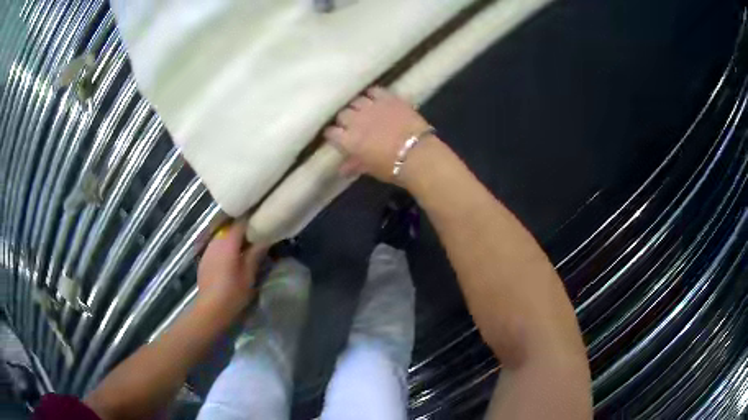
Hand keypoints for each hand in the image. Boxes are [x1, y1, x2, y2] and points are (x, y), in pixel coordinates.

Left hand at [197, 219, 267, 311]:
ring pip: (222, 236)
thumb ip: (256, 253)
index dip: (251, 218)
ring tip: (245, 245)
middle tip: (256, 233)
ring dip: (233, 238)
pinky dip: (225, 246)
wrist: (210, 308)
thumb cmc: (233, 293)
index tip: (262, 217)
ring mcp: (208, 249)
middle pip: (230, 228)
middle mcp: (216, 241)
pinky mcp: (204, 258)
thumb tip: (265, 237)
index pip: (240, 222)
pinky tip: (231, 257)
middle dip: (243, 228)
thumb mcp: (249, 274)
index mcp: (228, 242)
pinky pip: (216, 246)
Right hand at [324, 86, 432, 183]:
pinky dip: (372, 94)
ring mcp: (372, 106)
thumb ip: (354, 165)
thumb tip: (342, 169)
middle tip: (350, 124)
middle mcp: (356, 120)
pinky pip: (374, 90)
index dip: (333, 134)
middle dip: (344, 119)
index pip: (331, 132)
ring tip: (362, 110)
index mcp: (348, 140)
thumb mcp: (370, 169)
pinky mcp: (388, 98)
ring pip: (356, 100)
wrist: (418, 155)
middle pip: (342, 114)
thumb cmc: (392, 167)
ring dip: (357, 106)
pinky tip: (374, 98)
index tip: (336, 137)